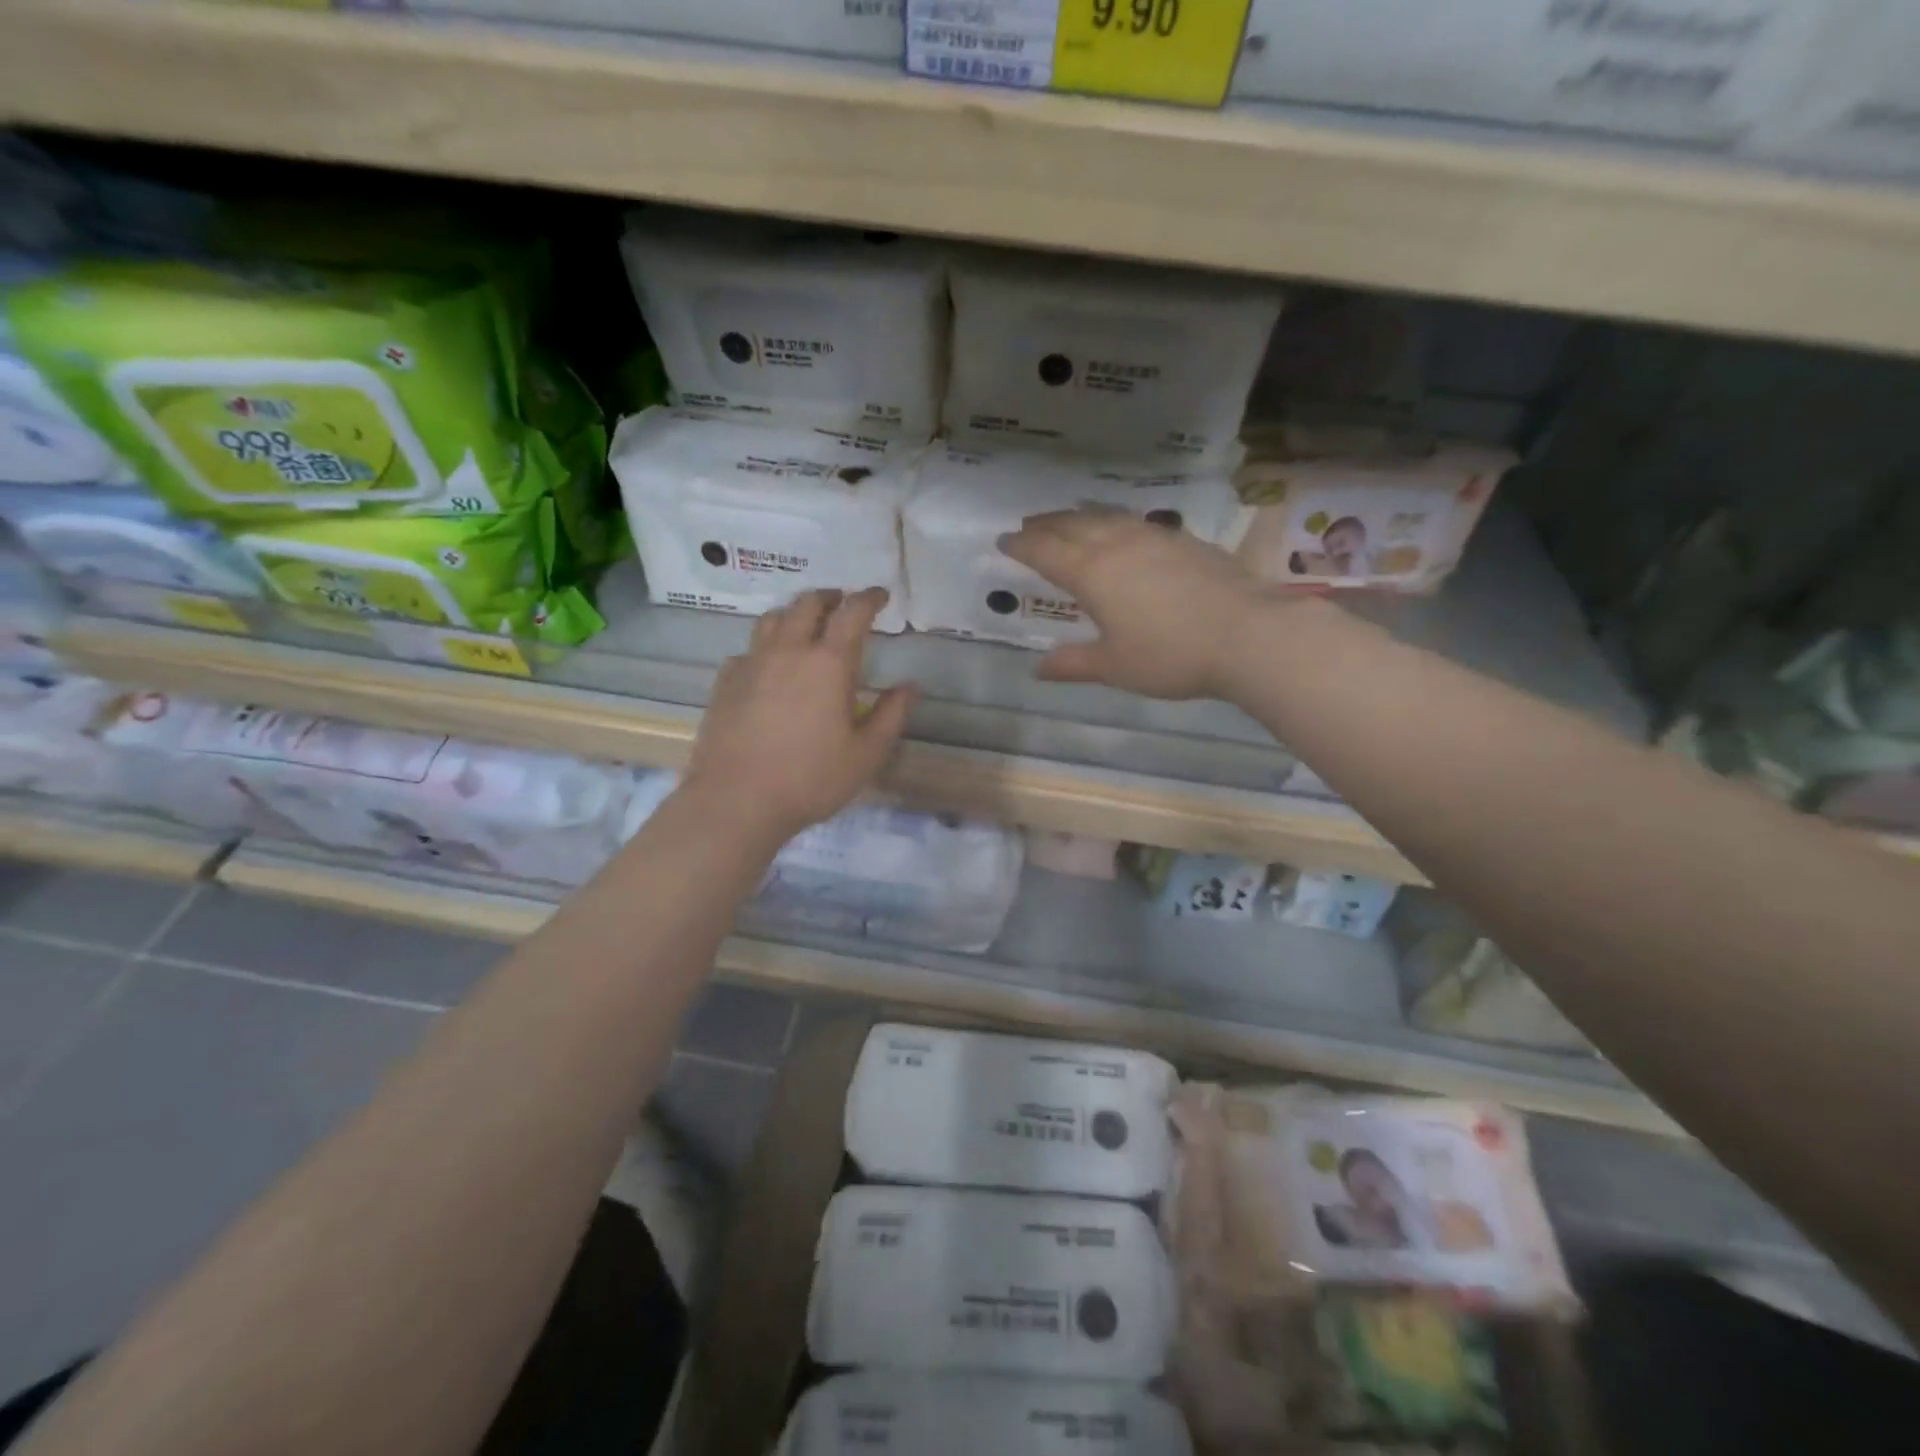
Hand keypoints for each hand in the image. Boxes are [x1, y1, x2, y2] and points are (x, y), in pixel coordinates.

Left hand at [684, 588, 917, 840]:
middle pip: (807, 605)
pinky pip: (747, 650)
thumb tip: (910, 686)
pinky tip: (768, 666)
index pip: (852, 613)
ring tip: (805, 625)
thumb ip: (891, 715)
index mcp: (829, 663)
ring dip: (794, 613)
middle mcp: (788, 651)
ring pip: (772, 619)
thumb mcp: (866, 754)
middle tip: (842, 604)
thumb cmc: (810, 778)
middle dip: (829, 598)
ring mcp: (751, 664)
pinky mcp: (725, 682)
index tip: (880, 595)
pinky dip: (764, 646)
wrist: (736, 800)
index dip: (869, 598)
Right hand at [998, 508, 1269, 700]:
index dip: (1022, 546)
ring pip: (1106, 517)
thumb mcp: (1114, 667)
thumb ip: (1073, 664)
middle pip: (1072, 525)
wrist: (1248, 634)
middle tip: (1028, 525)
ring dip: (1079, 517)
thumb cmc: (1170, 655)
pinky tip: (1121, 531)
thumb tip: (1038, 669)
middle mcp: (1117, 544)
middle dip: (1046, 524)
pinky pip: (1134, 522)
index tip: (1004, 541)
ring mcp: (1154, 537)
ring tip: (1067, 520)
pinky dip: (1113, 522)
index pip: (1046, 551)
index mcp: (1091, 572)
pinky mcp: (1183, 540)